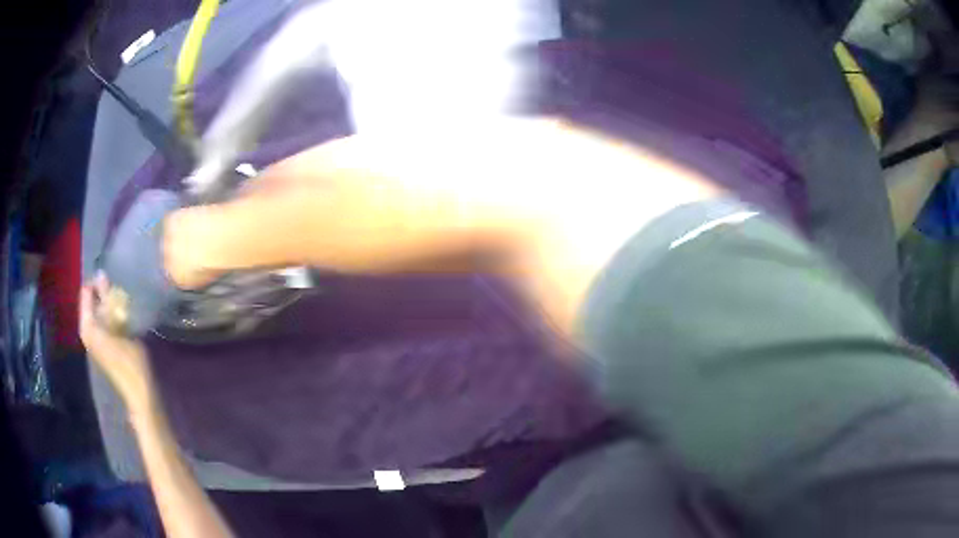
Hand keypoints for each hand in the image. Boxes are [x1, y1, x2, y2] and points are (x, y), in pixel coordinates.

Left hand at [79, 275, 155, 411]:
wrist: (138, 392)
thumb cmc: (130, 360)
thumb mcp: (119, 325)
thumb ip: (107, 299)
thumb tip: (101, 273)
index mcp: (87, 326)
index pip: (85, 292)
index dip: (97, 283)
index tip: (113, 281)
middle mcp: (86, 331)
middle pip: (90, 302)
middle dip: (102, 294)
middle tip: (119, 292)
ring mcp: (93, 340)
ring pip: (97, 312)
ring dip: (107, 305)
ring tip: (122, 303)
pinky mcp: (102, 347)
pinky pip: (101, 322)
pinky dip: (109, 316)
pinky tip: (122, 318)